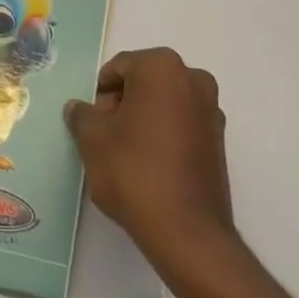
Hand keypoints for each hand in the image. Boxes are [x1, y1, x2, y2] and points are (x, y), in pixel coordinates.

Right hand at [64, 47, 236, 268]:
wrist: (186, 230)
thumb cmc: (134, 171)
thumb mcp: (92, 140)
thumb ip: (82, 115)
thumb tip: (78, 108)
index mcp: (161, 67)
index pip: (119, 68)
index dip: (100, 93)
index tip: (92, 122)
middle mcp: (192, 79)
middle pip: (144, 81)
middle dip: (123, 103)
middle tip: (106, 136)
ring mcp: (211, 110)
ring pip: (164, 103)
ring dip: (144, 118)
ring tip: (126, 153)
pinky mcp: (219, 140)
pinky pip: (182, 124)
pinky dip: (164, 134)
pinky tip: (150, 165)